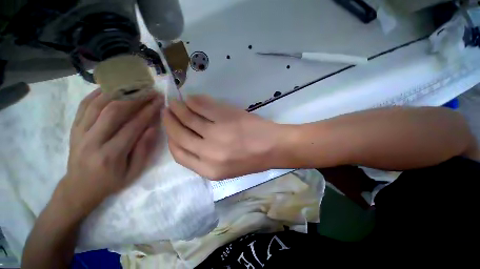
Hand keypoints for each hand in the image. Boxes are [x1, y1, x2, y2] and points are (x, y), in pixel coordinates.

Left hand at [59, 89, 163, 215]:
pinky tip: (110, 88)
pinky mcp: (74, 128)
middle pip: (114, 111)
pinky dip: (97, 94)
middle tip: (149, 90)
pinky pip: (84, 106)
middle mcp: (93, 141)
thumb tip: (152, 127)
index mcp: (111, 154)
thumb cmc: (111, 181)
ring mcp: (80, 133)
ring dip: (117, 92)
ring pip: (97, 104)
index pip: (133, 126)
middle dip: (135, 98)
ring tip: (133, 85)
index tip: (159, 100)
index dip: (148, 111)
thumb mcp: (134, 171)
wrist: (79, 188)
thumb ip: (144, 149)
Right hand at [163, 95, 284, 179]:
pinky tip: (192, 99)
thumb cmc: (252, 160)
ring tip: (176, 102)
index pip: (179, 154)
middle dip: (169, 121)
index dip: (171, 140)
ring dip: (179, 108)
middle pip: (179, 135)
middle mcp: (208, 152)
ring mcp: (217, 133)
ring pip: (188, 117)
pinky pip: (203, 106)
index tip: (169, 130)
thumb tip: (187, 140)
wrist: (273, 148)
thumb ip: (204, 158)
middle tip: (167, 111)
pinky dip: (194, 101)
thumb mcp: (226, 169)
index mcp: (209, 170)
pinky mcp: (226, 116)